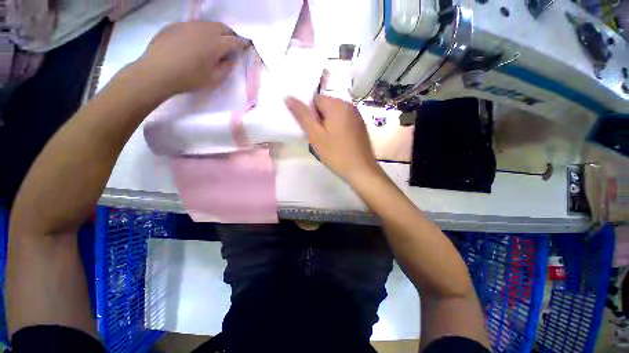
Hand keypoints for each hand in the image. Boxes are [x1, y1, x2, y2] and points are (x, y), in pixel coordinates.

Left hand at [135, 21, 249, 96]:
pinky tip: (196, 42)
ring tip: (214, 42)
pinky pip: (193, 26)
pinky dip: (200, 32)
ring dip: (215, 32)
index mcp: (216, 44)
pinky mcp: (175, 25)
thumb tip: (231, 59)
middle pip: (222, 27)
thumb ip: (226, 68)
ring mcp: (188, 25)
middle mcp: (204, 30)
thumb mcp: (214, 79)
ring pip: (207, 24)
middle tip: (231, 43)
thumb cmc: (189, 78)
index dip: (242, 43)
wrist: (157, 72)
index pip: (234, 41)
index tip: (247, 45)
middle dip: (230, 34)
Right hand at [285, 95, 381, 182]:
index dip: (311, 115)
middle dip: (320, 120)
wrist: (361, 170)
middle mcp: (349, 105)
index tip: (314, 131)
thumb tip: (288, 97)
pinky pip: (344, 121)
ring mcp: (357, 116)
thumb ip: (302, 115)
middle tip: (320, 139)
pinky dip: (338, 129)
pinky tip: (339, 143)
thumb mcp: (315, 135)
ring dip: (328, 126)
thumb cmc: (336, 153)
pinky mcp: (360, 126)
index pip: (315, 100)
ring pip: (334, 115)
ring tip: (329, 143)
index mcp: (337, 104)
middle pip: (326, 106)